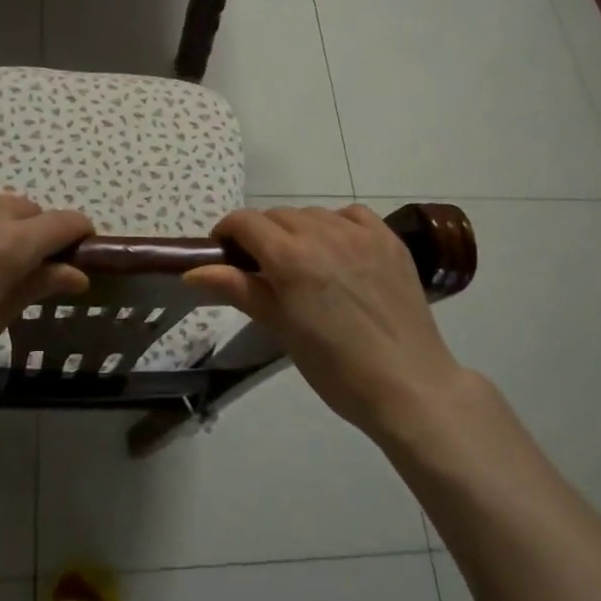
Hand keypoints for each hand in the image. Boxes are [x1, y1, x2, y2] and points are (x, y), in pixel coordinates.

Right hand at [185, 206, 463, 435]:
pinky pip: (351, 215)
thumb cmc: (335, 368)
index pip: (245, 222)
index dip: (228, 233)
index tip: (226, 255)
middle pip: (276, 215)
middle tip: (264, 270)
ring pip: (313, 213)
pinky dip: (336, 225)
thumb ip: (239, 289)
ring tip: (304, 264)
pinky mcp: (388, 239)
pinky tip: (338, 250)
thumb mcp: (280, 329)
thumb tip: (193, 272)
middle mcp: (322, 233)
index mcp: (290, 256)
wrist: (407, 386)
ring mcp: (360, 233)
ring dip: (298, 230)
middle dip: (262, 235)